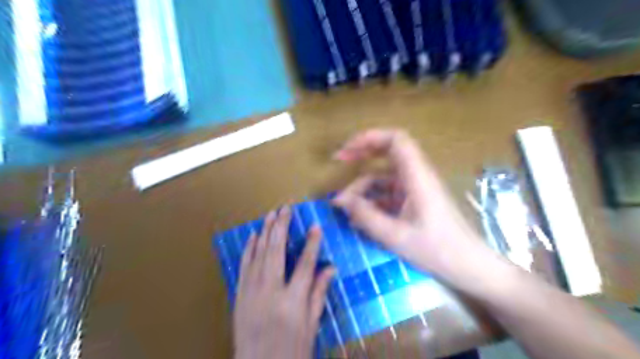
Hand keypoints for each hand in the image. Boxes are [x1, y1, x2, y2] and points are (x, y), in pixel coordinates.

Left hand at [234, 207, 335, 356]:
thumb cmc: (291, 350)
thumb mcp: (311, 325)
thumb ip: (319, 294)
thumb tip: (330, 267)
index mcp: (293, 302)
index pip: (305, 265)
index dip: (312, 244)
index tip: (315, 226)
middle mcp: (271, 292)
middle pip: (277, 252)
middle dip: (282, 227)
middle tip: (286, 208)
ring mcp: (252, 292)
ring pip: (259, 254)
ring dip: (265, 232)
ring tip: (271, 214)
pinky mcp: (239, 295)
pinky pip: (244, 266)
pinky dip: (249, 249)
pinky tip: (254, 235)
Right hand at [333, 130, 490, 280]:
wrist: (469, 267)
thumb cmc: (438, 251)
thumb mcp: (396, 236)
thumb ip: (366, 217)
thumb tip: (340, 201)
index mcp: (417, 177)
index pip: (396, 140)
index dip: (370, 137)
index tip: (347, 151)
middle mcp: (417, 176)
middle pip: (388, 152)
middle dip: (362, 154)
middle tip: (339, 161)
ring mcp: (416, 189)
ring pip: (384, 176)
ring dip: (363, 187)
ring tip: (345, 208)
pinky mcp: (414, 201)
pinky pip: (389, 193)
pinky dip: (372, 201)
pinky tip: (359, 218)